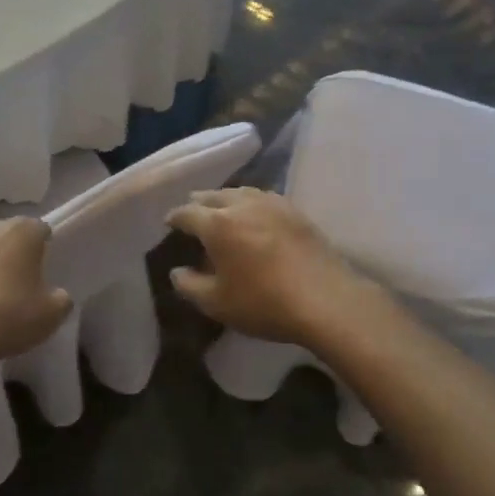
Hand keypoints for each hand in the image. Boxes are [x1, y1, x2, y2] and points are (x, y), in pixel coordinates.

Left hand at [0, 218, 71, 366]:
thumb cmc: (6, 317)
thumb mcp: (50, 316)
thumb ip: (60, 298)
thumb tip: (56, 294)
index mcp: (23, 231)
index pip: (40, 230)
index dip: (42, 249)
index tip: (40, 272)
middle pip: (5, 235)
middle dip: (10, 254)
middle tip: (12, 286)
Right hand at [166, 188, 370, 345]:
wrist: (326, 300)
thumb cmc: (263, 303)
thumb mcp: (216, 303)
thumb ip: (189, 285)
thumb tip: (177, 272)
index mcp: (217, 224)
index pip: (187, 213)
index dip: (174, 218)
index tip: (169, 223)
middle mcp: (242, 205)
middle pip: (213, 195)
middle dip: (198, 203)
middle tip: (192, 214)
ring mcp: (272, 204)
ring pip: (240, 192)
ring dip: (225, 199)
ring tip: (221, 209)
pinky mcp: (296, 212)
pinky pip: (264, 198)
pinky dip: (250, 203)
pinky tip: (254, 214)